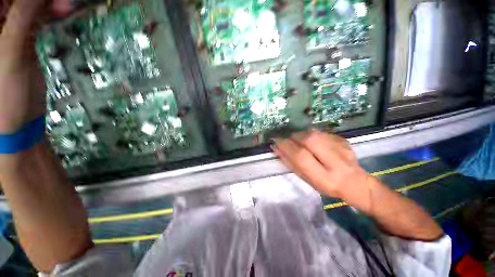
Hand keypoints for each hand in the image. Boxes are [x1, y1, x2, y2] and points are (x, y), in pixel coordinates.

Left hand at [0, 0, 69, 133]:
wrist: (17, 118)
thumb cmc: (3, 94)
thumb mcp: (9, 54)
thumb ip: (21, 19)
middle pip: (16, 0)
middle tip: (61, 3)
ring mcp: (9, 27)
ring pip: (28, 5)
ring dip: (47, 4)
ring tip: (65, 7)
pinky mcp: (24, 36)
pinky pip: (37, 16)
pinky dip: (50, 12)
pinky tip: (62, 12)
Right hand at [273, 130, 370, 199]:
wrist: (356, 182)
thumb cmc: (327, 185)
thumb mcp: (308, 180)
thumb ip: (292, 164)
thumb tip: (277, 148)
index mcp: (324, 178)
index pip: (301, 157)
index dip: (286, 147)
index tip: (276, 141)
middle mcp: (335, 162)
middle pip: (310, 140)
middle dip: (294, 136)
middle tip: (287, 138)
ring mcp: (342, 148)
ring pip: (315, 133)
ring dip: (301, 134)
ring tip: (296, 139)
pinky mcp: (343, 140)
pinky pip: (321, 132)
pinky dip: (310, 134)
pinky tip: (310, 140)